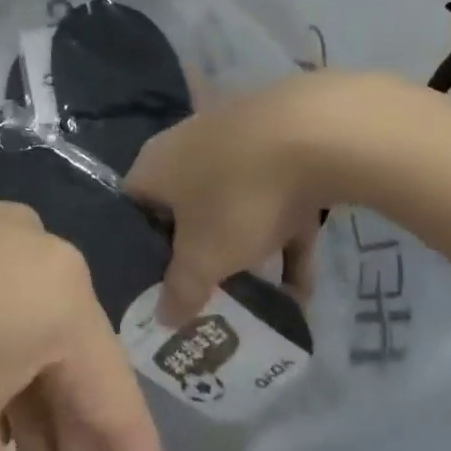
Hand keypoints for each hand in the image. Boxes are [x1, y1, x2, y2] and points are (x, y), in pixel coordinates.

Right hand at [125, 71, 377, 323]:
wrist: (317, 132)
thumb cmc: (238, 197)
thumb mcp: (204, 259)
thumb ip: (181, 291)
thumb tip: (162, 318)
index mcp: (154, 166)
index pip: (134, 210)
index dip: (142, 251)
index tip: (158, 288)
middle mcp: (188, 146)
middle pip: (185, 209)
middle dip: (198, 254)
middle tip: (206, 296)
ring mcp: (238, 141)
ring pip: (234, 204)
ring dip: (246, 250)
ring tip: (257, 301)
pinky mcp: (283, 144)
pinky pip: (276, 200)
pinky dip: (285, 238)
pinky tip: (302, 290)